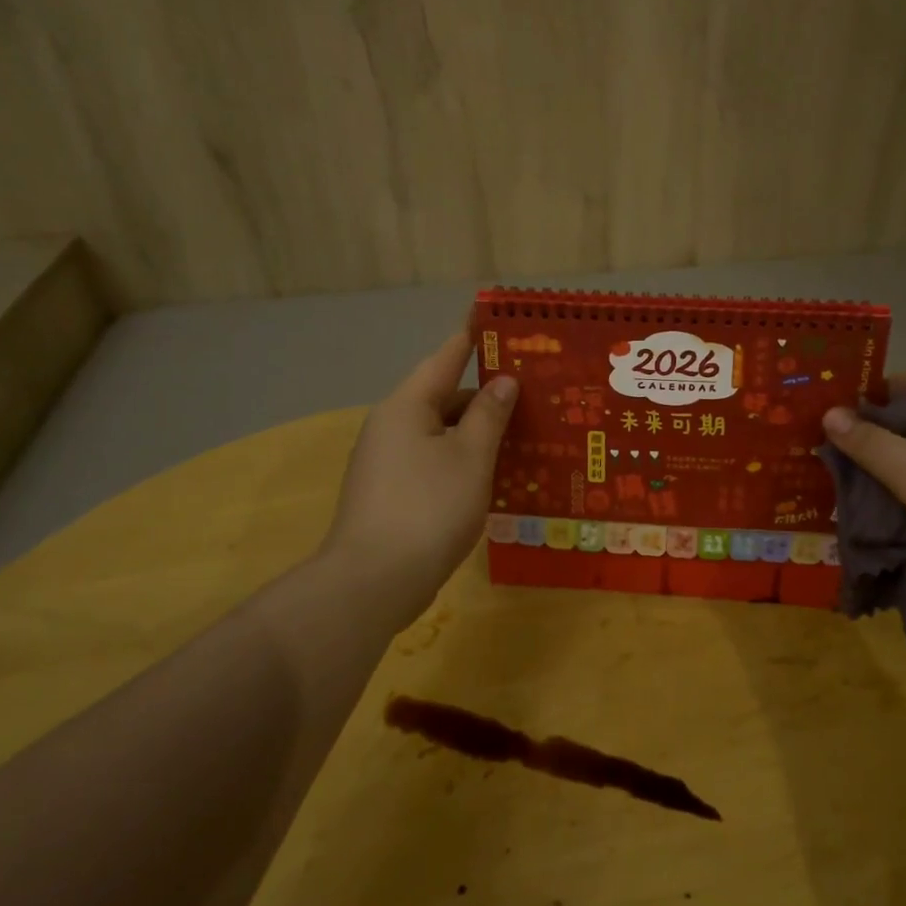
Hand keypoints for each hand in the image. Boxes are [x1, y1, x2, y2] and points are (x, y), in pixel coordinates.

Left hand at [319, 332, 518, 626]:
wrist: (374, 582)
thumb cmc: (429, 507)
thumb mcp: (470, 457)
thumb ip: (489, 415)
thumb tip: (502, 381)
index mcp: (407, 407)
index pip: (444, 359)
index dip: (472, 340)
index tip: (497, 323)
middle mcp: (391, 427)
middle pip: (444, 399)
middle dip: (485, 396)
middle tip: (532, 394)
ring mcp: (387, 464)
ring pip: (441, 435)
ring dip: (478, 434)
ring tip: (524, 435)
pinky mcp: (391, 495)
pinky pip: (434, 464)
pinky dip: (463, 462)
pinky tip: (495, 476)